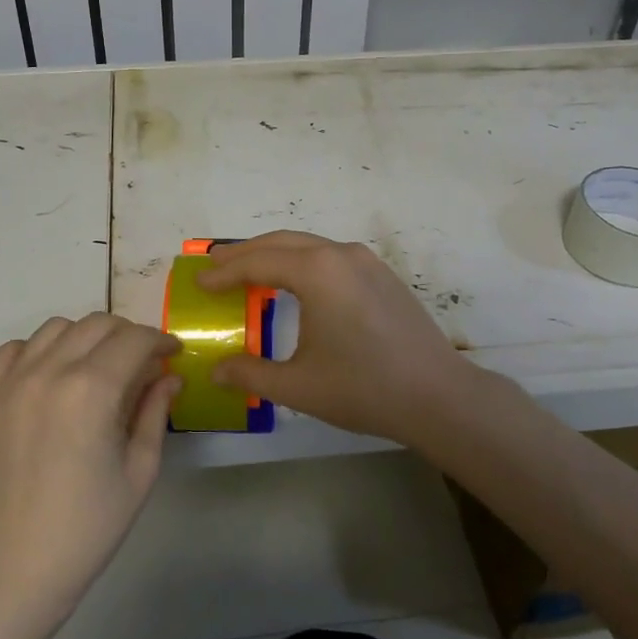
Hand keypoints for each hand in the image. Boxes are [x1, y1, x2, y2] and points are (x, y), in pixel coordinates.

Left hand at [0, 313, 181, 611]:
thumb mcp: (140, 468)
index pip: (134, 339)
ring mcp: (12, 381)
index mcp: (93, 390)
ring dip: (84, 338)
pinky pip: (13, 349)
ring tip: (94, 366)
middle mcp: (50, 372)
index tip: (170, 353)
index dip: (159, 340)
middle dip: (127, 335)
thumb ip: (155, 411)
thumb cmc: (91, 523)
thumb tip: (169, 376)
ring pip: (56, 328)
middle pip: (97, 324)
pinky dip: (37, 351)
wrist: (19, 562)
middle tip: (139, 361)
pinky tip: (50, 375)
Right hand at [198, 232, 482, 448]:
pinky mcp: (382, 275)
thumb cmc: (363, 388)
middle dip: (245, 252)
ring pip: (309, 246)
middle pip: (282, 242)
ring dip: (275, 254)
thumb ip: (251, 374)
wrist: (438, 396)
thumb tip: (216, 370)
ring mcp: (366, 261)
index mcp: (317, 272)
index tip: (199, 282)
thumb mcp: (298, 386)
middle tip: (214, 264)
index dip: (224, 272)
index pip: (258, 262)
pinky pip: (330, 257)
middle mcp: (341, 254)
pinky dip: (302, 262)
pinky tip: (296, 285)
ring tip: (248, 270)